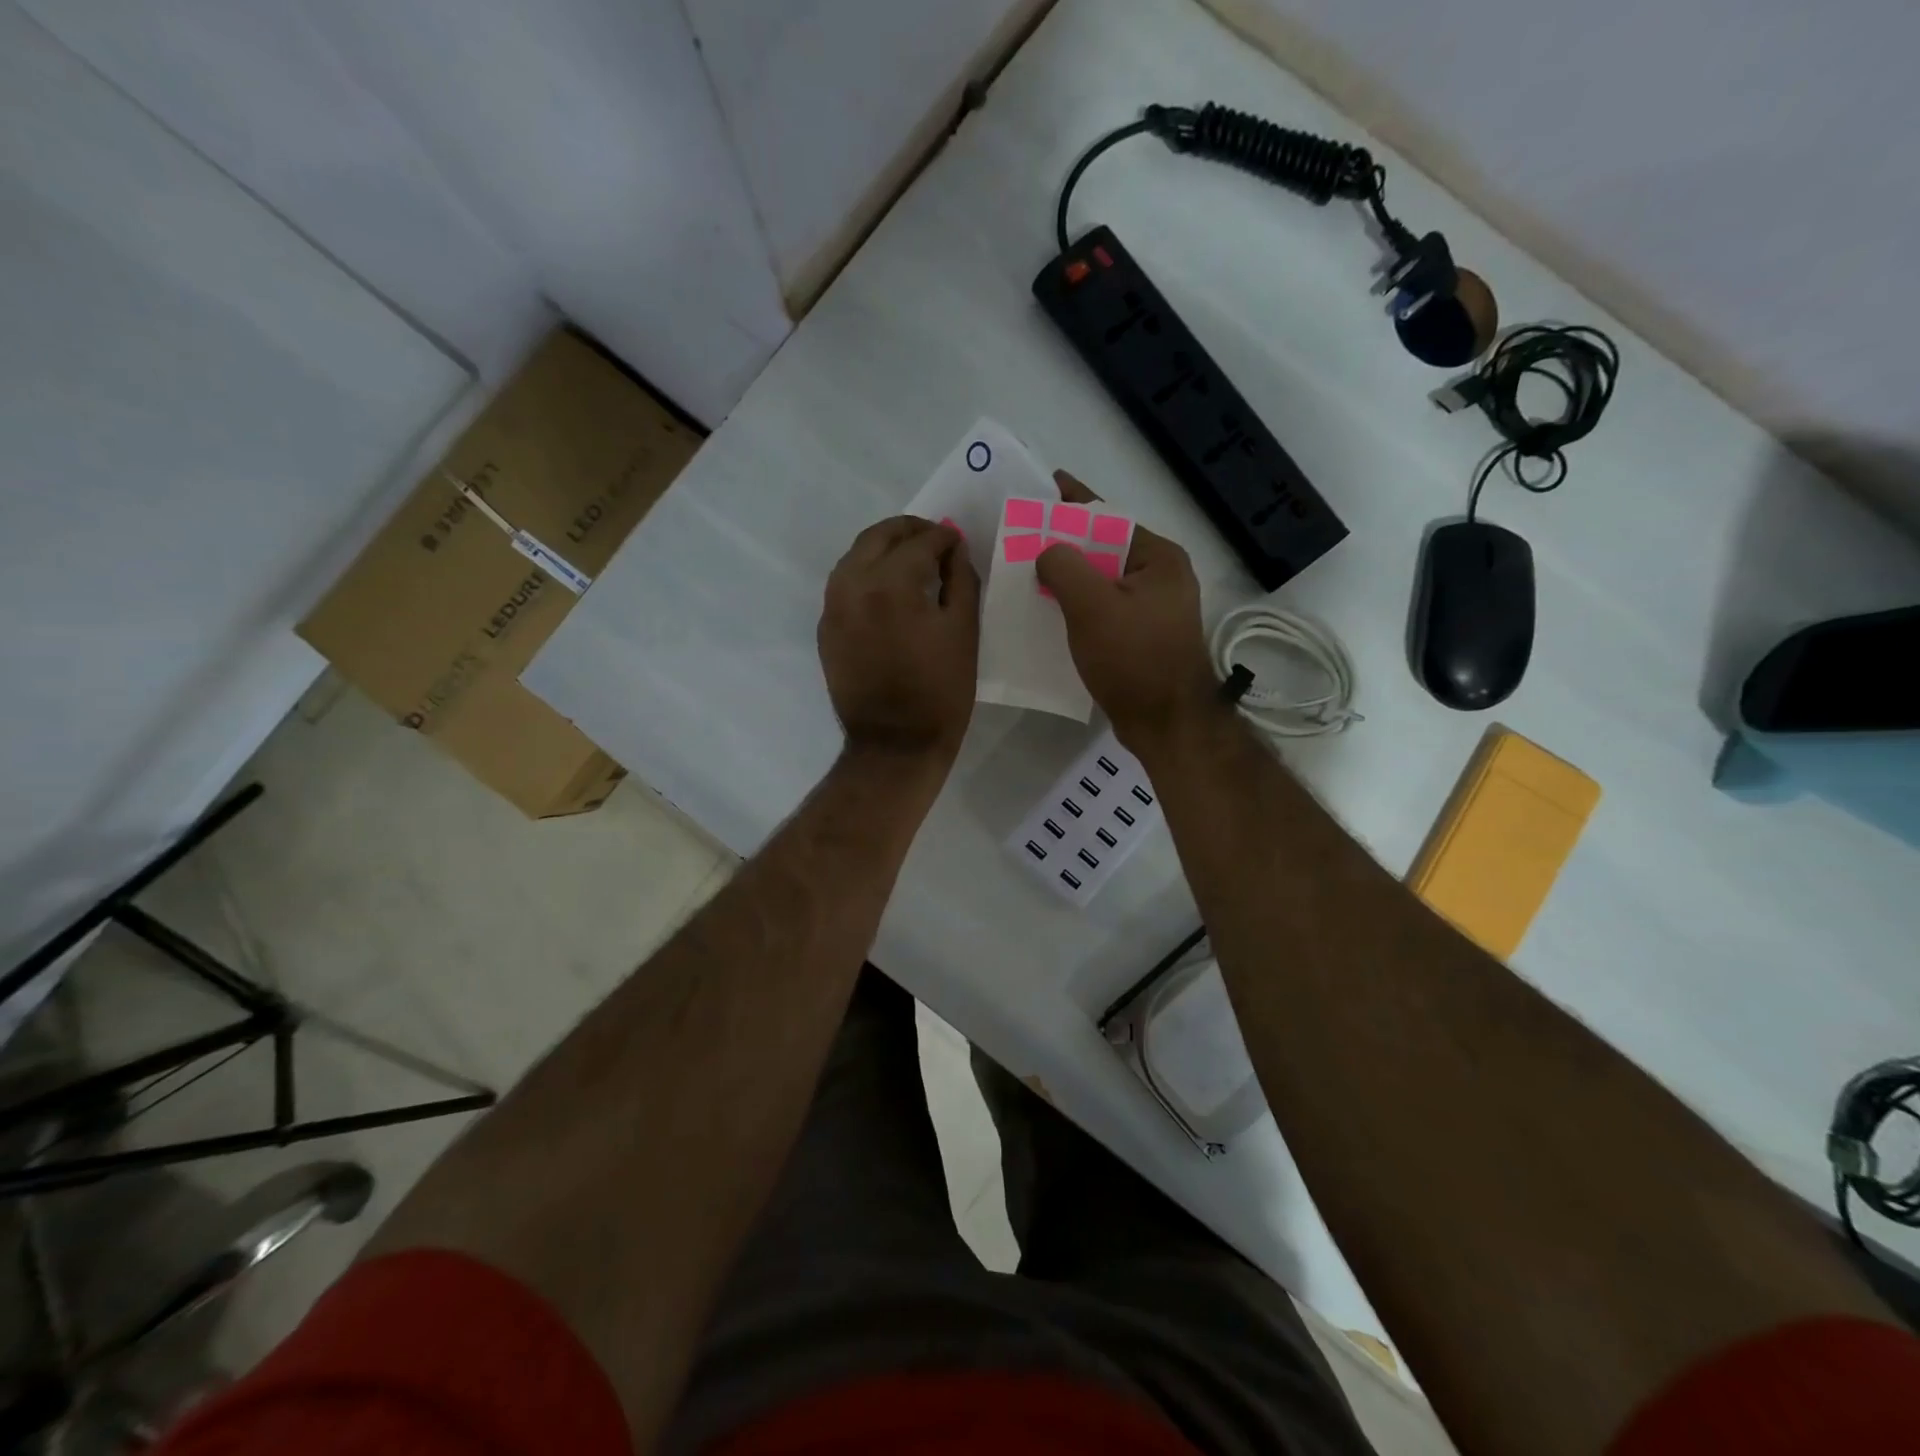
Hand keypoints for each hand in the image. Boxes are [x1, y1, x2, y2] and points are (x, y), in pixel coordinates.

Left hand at [818, 516, 979, 761]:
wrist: (894, 744)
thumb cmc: (940, 691)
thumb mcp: (964, 632)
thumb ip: (961, 579)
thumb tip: (953, 550)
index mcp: (891, 584)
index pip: (920, 542)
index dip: (944, 538)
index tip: (957, 543)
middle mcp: (853, 585)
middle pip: (879, 537)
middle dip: (910, 531)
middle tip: (935, 540)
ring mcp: (832, 607)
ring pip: (856, 556)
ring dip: (884, 549)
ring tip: (912, 560)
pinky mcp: (826, 628)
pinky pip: (844, 584)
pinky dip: (867, 574)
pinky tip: (889, 589)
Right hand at [1037, 471, 1216, 751]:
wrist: (1166, 724)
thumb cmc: (1133, 659)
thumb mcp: (1092, 606)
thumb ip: (1064, 566)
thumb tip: (1047, 551)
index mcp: (1157, 558)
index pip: (1108, 517)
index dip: (1073, 500)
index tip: (1044, 485)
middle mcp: (1160, 577)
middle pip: (1103, 548)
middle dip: (1064, 542)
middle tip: (1023, 534)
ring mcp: (1153, 609)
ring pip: (1100, 581)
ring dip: (1067, 576)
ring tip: (1026, 569)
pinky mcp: (1141, 637)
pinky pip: (1102, 608)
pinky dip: (1076, 604)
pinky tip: (1047, 609)